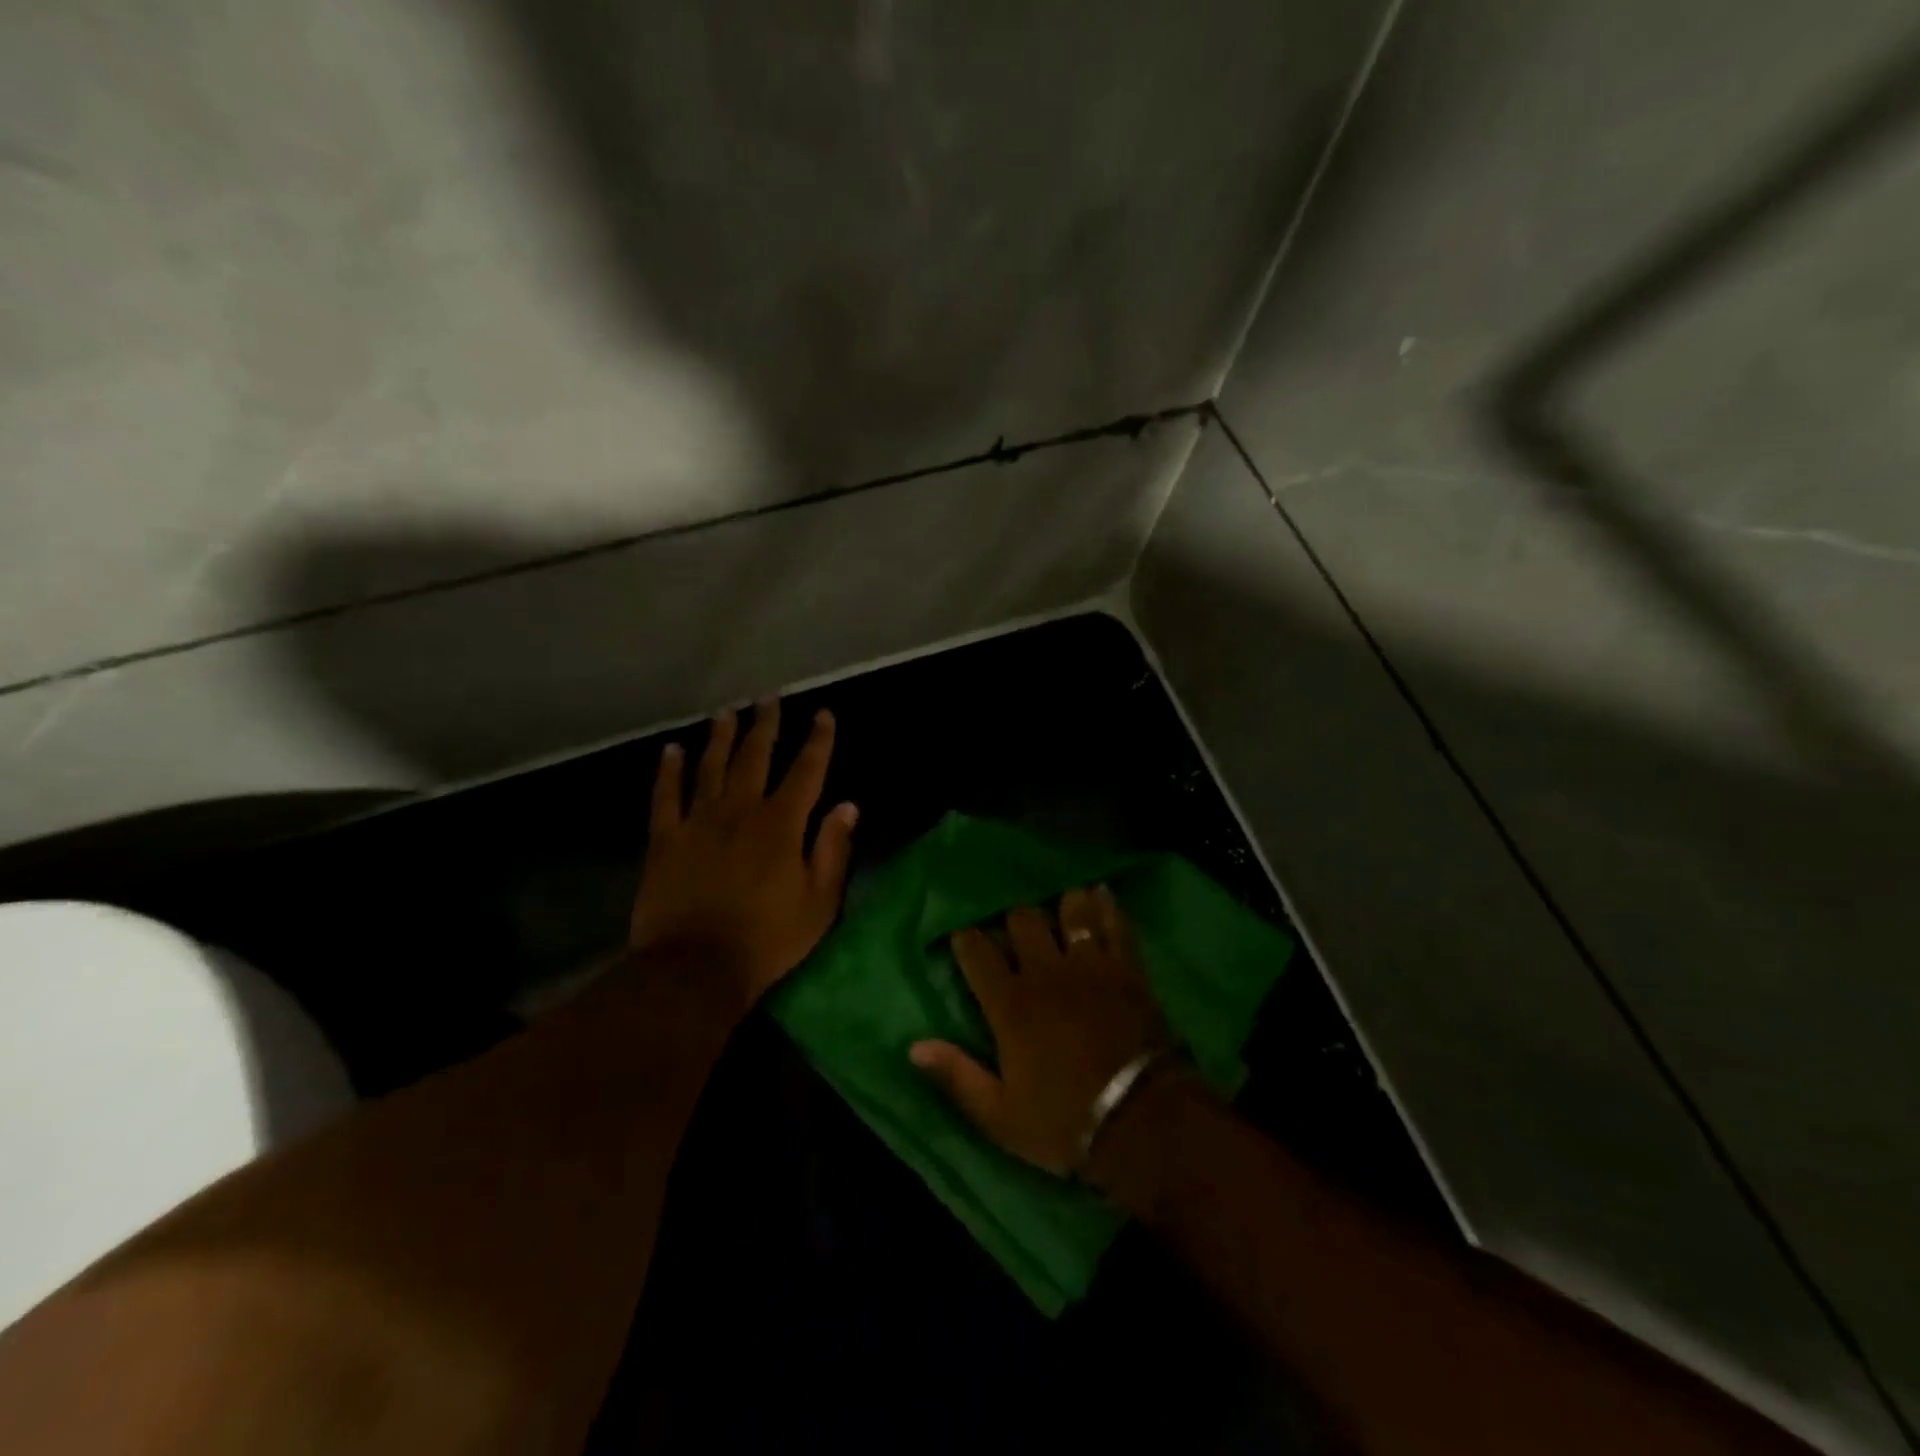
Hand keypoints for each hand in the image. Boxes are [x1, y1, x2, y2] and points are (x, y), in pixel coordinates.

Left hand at [630, 698, 857, 1006]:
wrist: (694, 969)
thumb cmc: (767, 939)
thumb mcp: (819, 902)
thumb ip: (833, 850)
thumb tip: (848, 806)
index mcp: (781, 825)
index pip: (806, 771)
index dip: (818, 741)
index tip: (823, 714)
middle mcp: (740, 811)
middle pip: (755, 757)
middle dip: (765, 725)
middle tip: (767, 697)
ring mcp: (698, 822)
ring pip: (711, 767)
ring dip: (720, 737)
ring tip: (725, 711)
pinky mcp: (665, 840)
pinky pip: (666, 796)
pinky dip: (669, 771)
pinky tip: (672, 750)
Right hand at [910, 887, 1172, 1177]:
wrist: (1143, 1123)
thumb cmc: (1065, 1122)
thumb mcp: (1000, 1115)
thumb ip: (956, 1076)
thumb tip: (913, 1046)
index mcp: (1010, 1005)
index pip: (977, 952)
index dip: (967, 939)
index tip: (964, 938)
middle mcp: (1046, 973)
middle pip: (1023, 920)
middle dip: (1014, 919)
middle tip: (1015, 930)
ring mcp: (1090, 966)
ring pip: (1069, 912)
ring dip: (1062, 904)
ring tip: (1059, 903)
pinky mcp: (1127, 969)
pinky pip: (1115, 925)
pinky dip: (1107, 906)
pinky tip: (1101, 892)